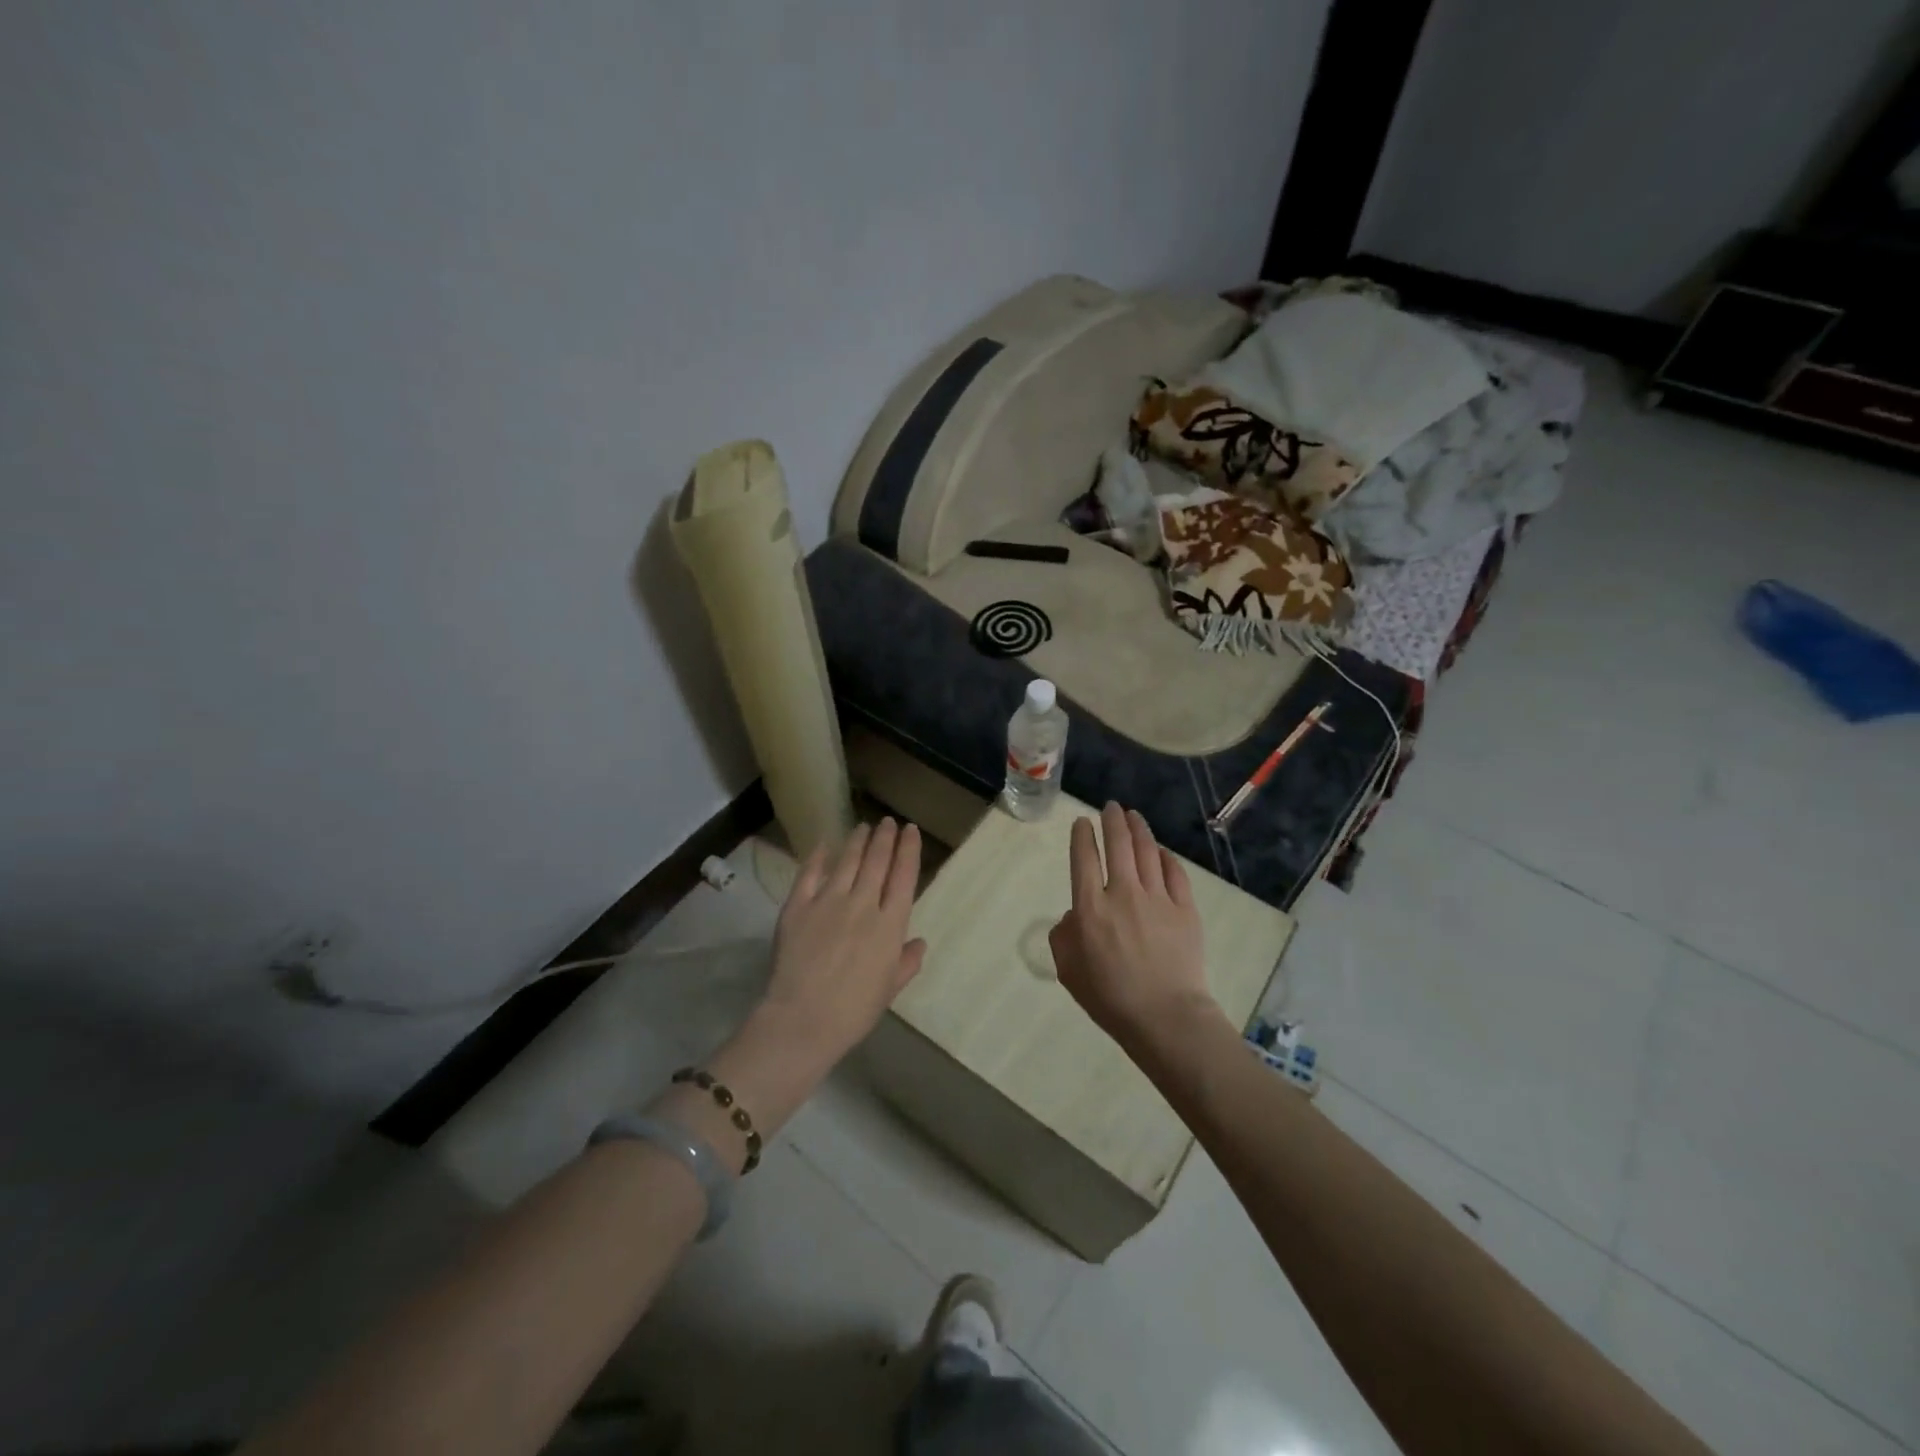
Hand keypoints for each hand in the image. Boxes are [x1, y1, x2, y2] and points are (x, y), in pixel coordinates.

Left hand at [759, 817, 926, 1066]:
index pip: (904, 876)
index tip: (911, 831)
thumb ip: (907, 962)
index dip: (909, 850)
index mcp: (890, 925)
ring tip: (863, 827)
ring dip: (857, 841)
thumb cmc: (854, 1010)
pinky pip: (809, 873)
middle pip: (877, 861)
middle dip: (885, 837)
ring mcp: (828, 901)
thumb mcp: (890, 989)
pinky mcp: (798, 906)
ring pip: (847, 861)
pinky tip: (824, 844)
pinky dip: (818, 856)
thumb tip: (919, 942)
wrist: (803, 1019)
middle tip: (888, 822)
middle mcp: (863, 904)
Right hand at [1049, 803, 1217, 1051]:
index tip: (1082, 823)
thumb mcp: (1068, 970)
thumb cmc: (1110, 998)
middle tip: (1110, 806)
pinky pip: (1174, 873)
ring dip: (1138, 829)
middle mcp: (1123, 893)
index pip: (1084, 859)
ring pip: (1147, 851)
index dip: (1082, 836)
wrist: (1165, 1017)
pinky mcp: (1185, 909)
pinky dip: (1166, 857)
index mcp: (1091, 908)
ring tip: (1133, 815)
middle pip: (1117, 844)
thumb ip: (1063, 936)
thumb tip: (1074, 916)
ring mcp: (1157, 898)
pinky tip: (1161, 851)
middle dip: (1112, 820)